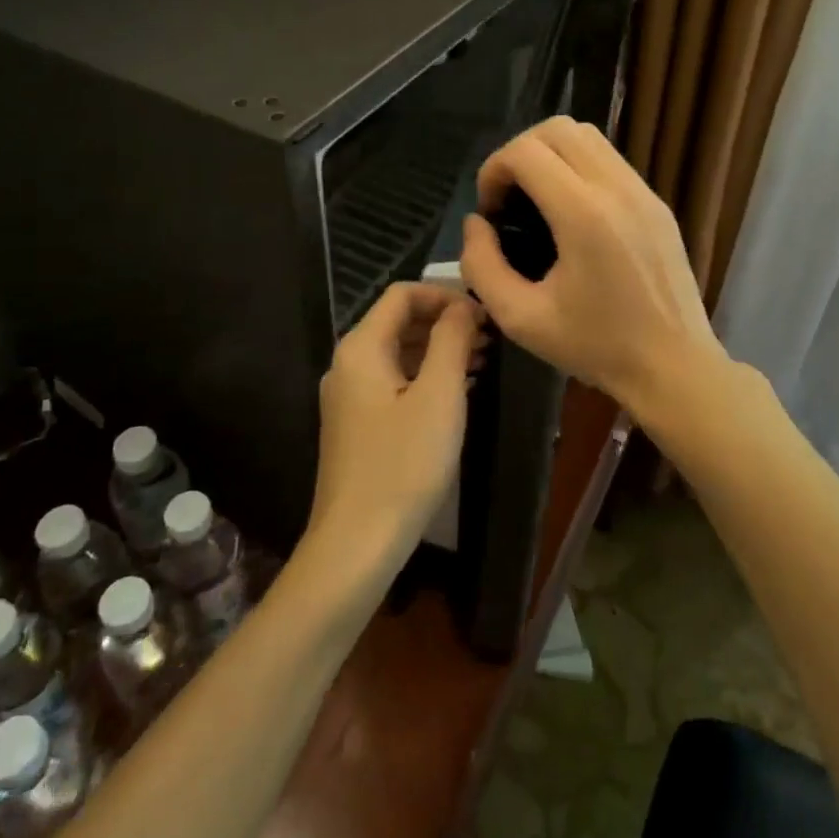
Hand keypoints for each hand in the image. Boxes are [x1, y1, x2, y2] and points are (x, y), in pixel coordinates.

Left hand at [311, 282, 480, 561]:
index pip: (402, 294)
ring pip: (398, 353)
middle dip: (445, 322)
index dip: (445, 295)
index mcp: (361, 347)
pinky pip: (393, 381)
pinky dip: (425, 376)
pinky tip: (458, 391)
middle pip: (398, 321)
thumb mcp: (439, 396)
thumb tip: (463, 306)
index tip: (484, 314)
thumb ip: (452, 340)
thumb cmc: (404, 464)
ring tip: (483, 361)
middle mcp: (348, 364)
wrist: (356, 543)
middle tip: (490, 338)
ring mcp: (349, 396)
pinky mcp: (356, 424)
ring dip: (439, 350)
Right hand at [461, 117, 727, 415]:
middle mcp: (617, 189)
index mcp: (583, 214)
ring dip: (550, 154)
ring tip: (537, 200)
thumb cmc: (596, 347)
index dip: (493, 170)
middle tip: (509, 198)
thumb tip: (476, 224)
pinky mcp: (657, 203)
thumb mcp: (520, 318)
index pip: (525, 151)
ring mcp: (643, 192)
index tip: (490, 210)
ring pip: (587, 136)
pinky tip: (571, 213)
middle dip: (519, 152)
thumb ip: (482, 266)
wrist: (673, 366)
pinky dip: (579, 167)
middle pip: (557, 128)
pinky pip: (610, 160)